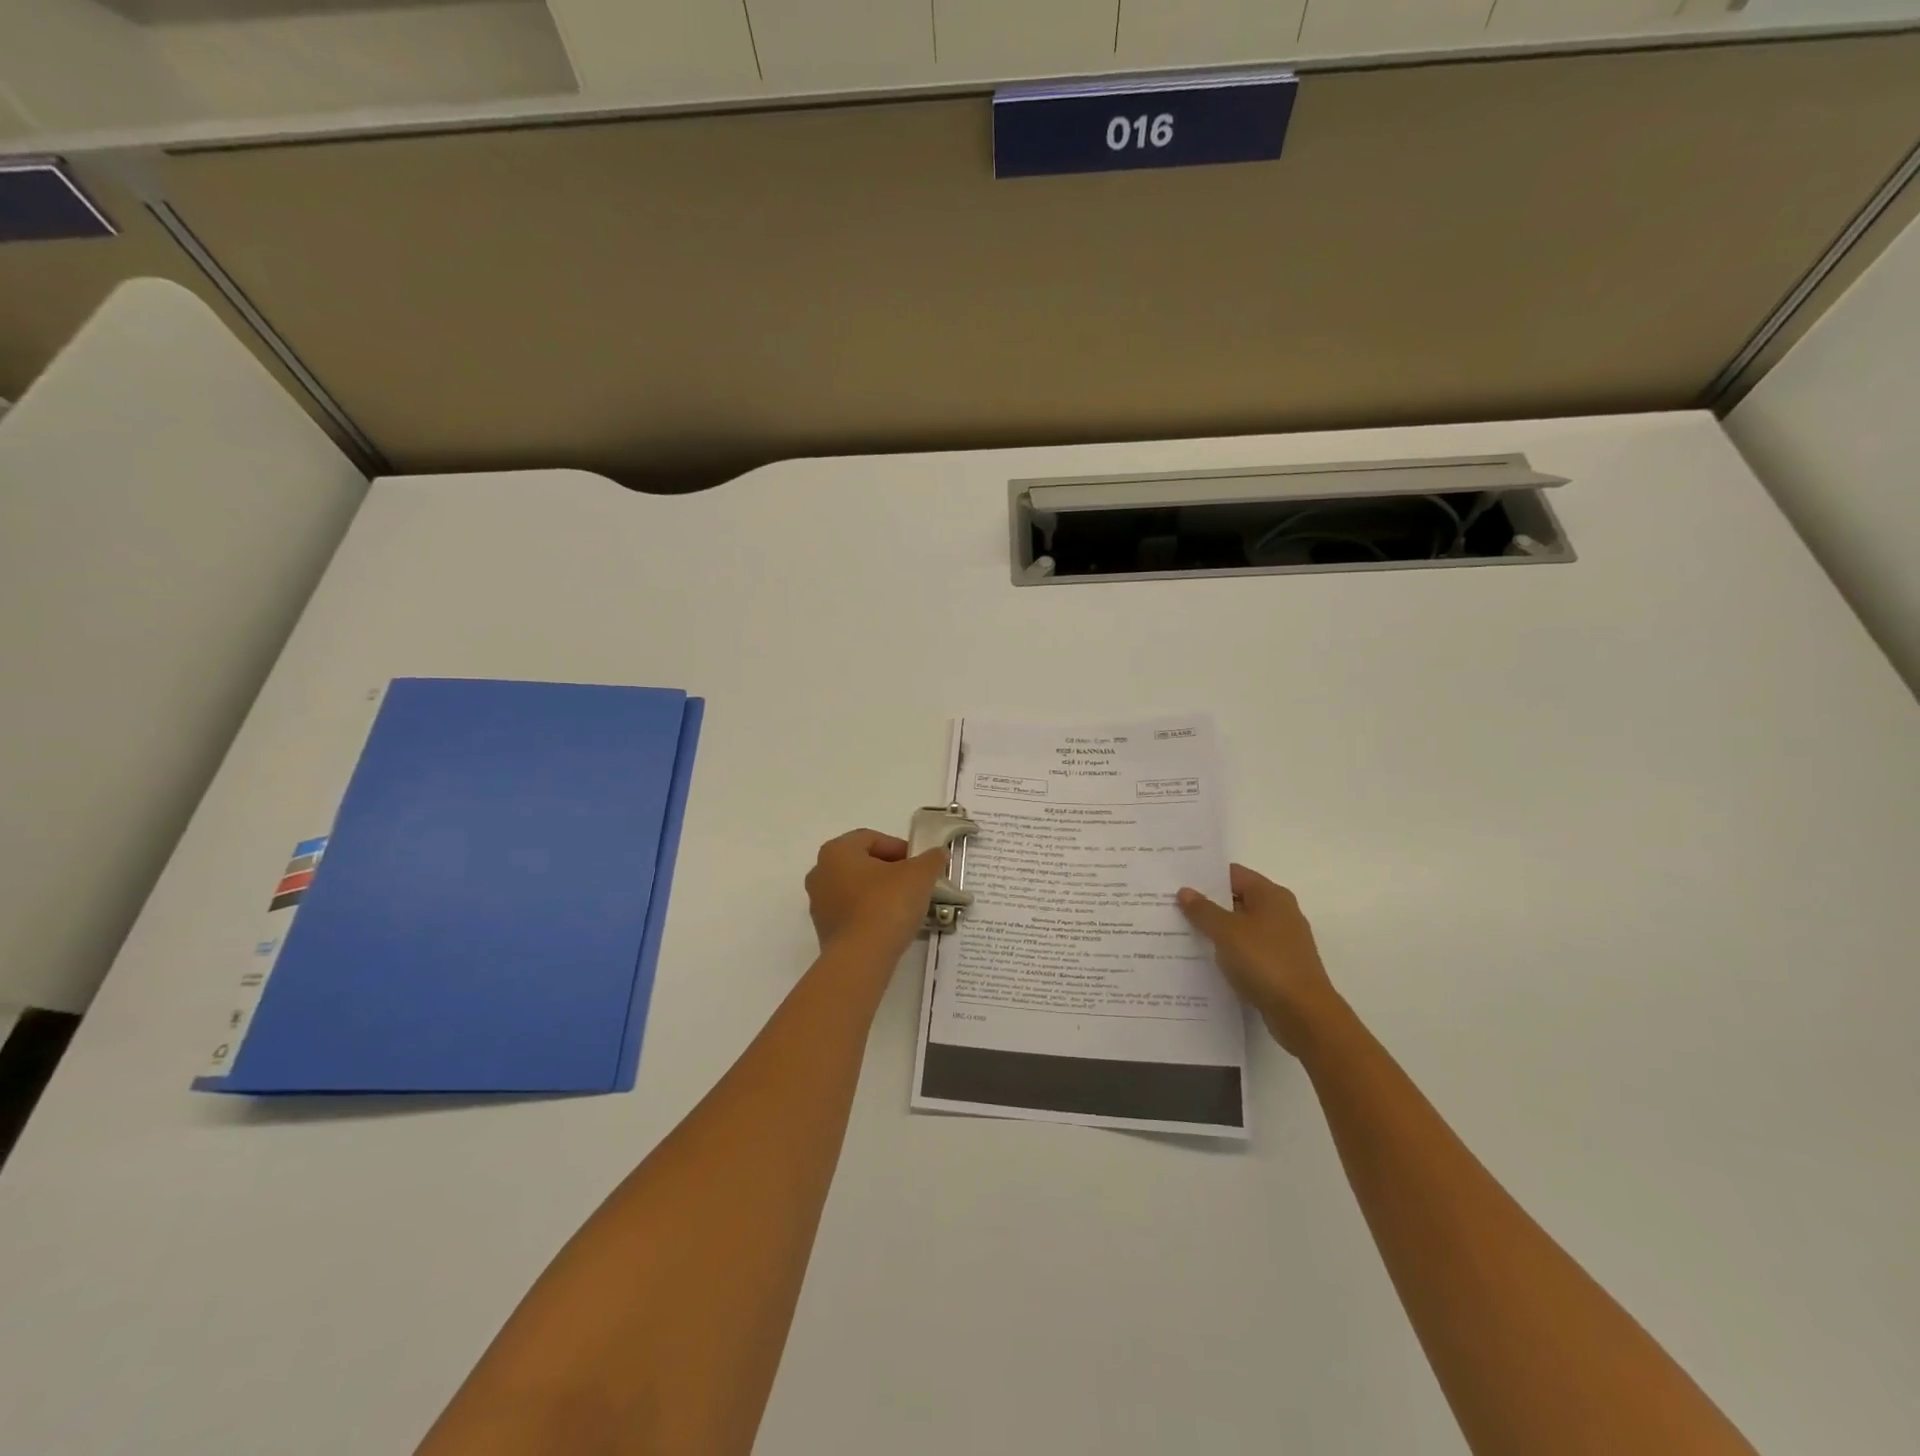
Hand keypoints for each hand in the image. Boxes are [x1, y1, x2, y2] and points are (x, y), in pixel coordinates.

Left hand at [805, 829, 945, 955]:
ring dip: (880, 893)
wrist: (862, 958)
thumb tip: (938, 853)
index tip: (920, 864)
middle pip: (862, 863)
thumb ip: (931, 859)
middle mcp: (820, 872)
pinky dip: (870, 913)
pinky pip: (852, 913)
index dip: (900, 848)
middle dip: (891, 870)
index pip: (872, 838)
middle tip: (915, 883)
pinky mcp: (824, 930)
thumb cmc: (887, 904)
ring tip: (906, 906)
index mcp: (837, 851)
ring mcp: (819, 903)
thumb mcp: (919, 875)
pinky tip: (891, 925)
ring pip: (856, 889)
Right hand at [1178, 865, 1342, 1055]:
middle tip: (1172, 907)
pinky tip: (1206, 961)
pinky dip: (1229, 953)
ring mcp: (1282, 941)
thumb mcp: (1226, 931)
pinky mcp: (1280, 967)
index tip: (1177, 881)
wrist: (1303, 1014)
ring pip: (1241, 928)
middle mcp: (1280, 913)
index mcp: (1271, 895)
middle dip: (1207, 904)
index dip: (1205, 877)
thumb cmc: (1265, 962)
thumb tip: (1185, 891)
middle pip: (1237, 900)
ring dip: (1216, 931)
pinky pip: (1247, 951)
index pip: (1233, 874)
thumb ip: (1203, 910)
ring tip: (1181, 934)